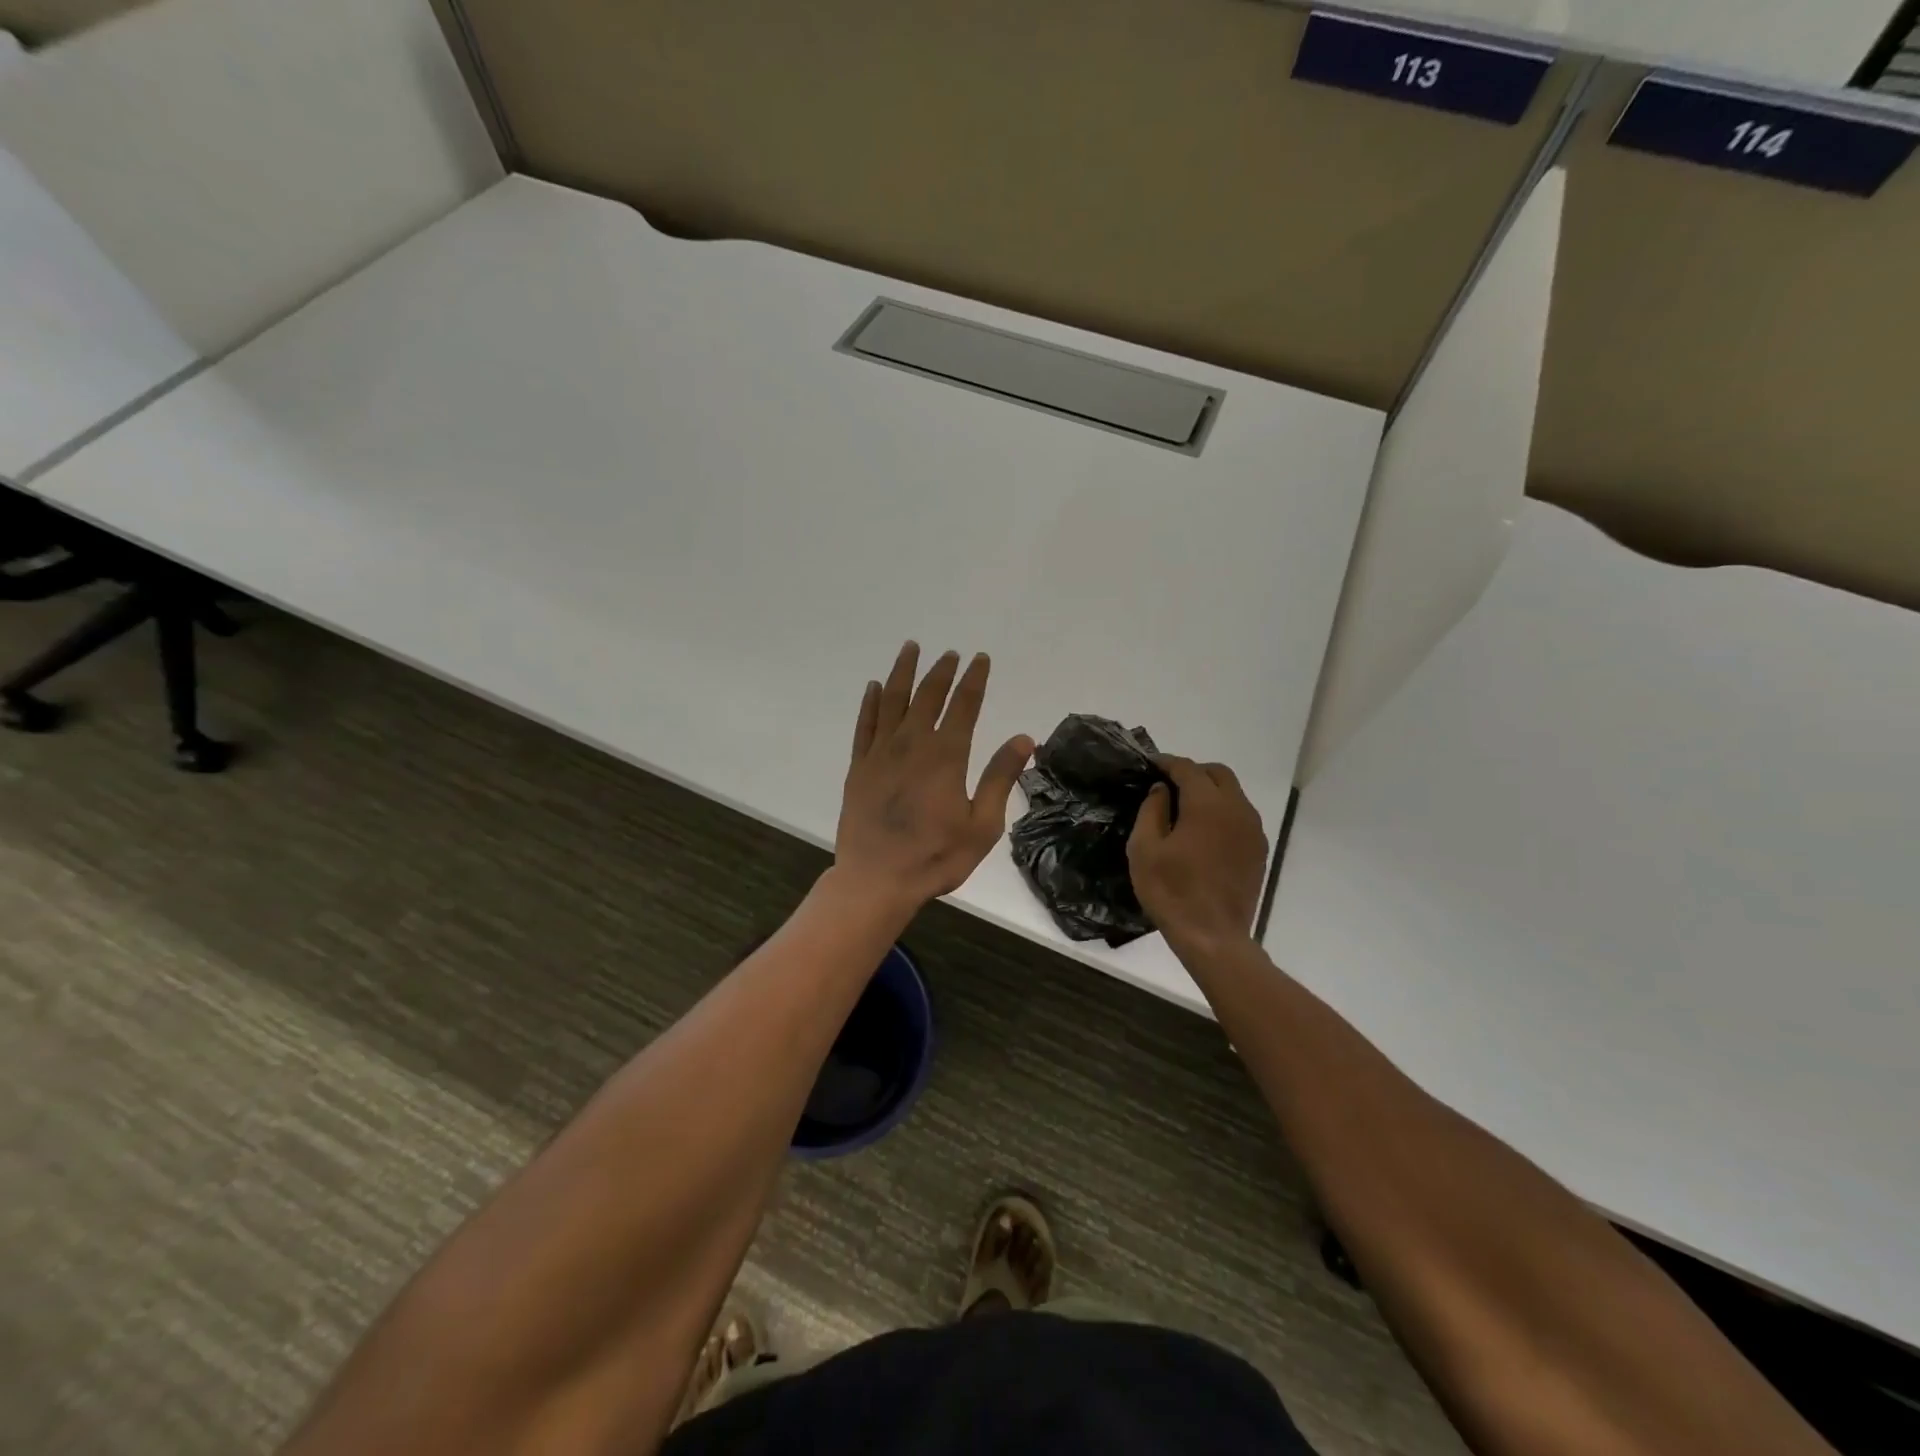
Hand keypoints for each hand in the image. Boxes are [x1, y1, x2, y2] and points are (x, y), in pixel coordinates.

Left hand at [834, 642, 1033, 916]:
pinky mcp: (858, 766)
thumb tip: (1024, 739)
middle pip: (927, 695)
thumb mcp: (982, 825)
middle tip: (949, 653)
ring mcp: (880, 753)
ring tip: (911, 649)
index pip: (964, 705)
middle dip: (941, 671)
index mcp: (946, 756)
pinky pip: (864, 724)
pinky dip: (869, 702)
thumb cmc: (935, 857)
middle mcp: (912, 744)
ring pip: (891, 700)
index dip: (974, 679)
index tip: (980, 659)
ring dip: (902, 672)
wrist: (876, 880)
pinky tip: (873, 687)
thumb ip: (1000, 778)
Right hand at [1128, 756, 1267, 950]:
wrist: (1213, 936)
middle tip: (1169, 784)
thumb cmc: (1171, 891)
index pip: (1188, 769)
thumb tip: (1162, 790)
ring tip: (1185, 808)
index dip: (1167, 763)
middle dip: (1193, 772)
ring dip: (1210, 792)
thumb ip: (1152, 810)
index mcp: (1207, 805)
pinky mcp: (1258, 850)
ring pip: (1233, 794)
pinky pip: (1241, 816)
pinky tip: (1204, 832)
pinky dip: (1222, 812)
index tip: (1150, 764)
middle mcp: (1236, 809)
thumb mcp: (1144, 849)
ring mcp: (1253, 830)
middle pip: (1218, 774)